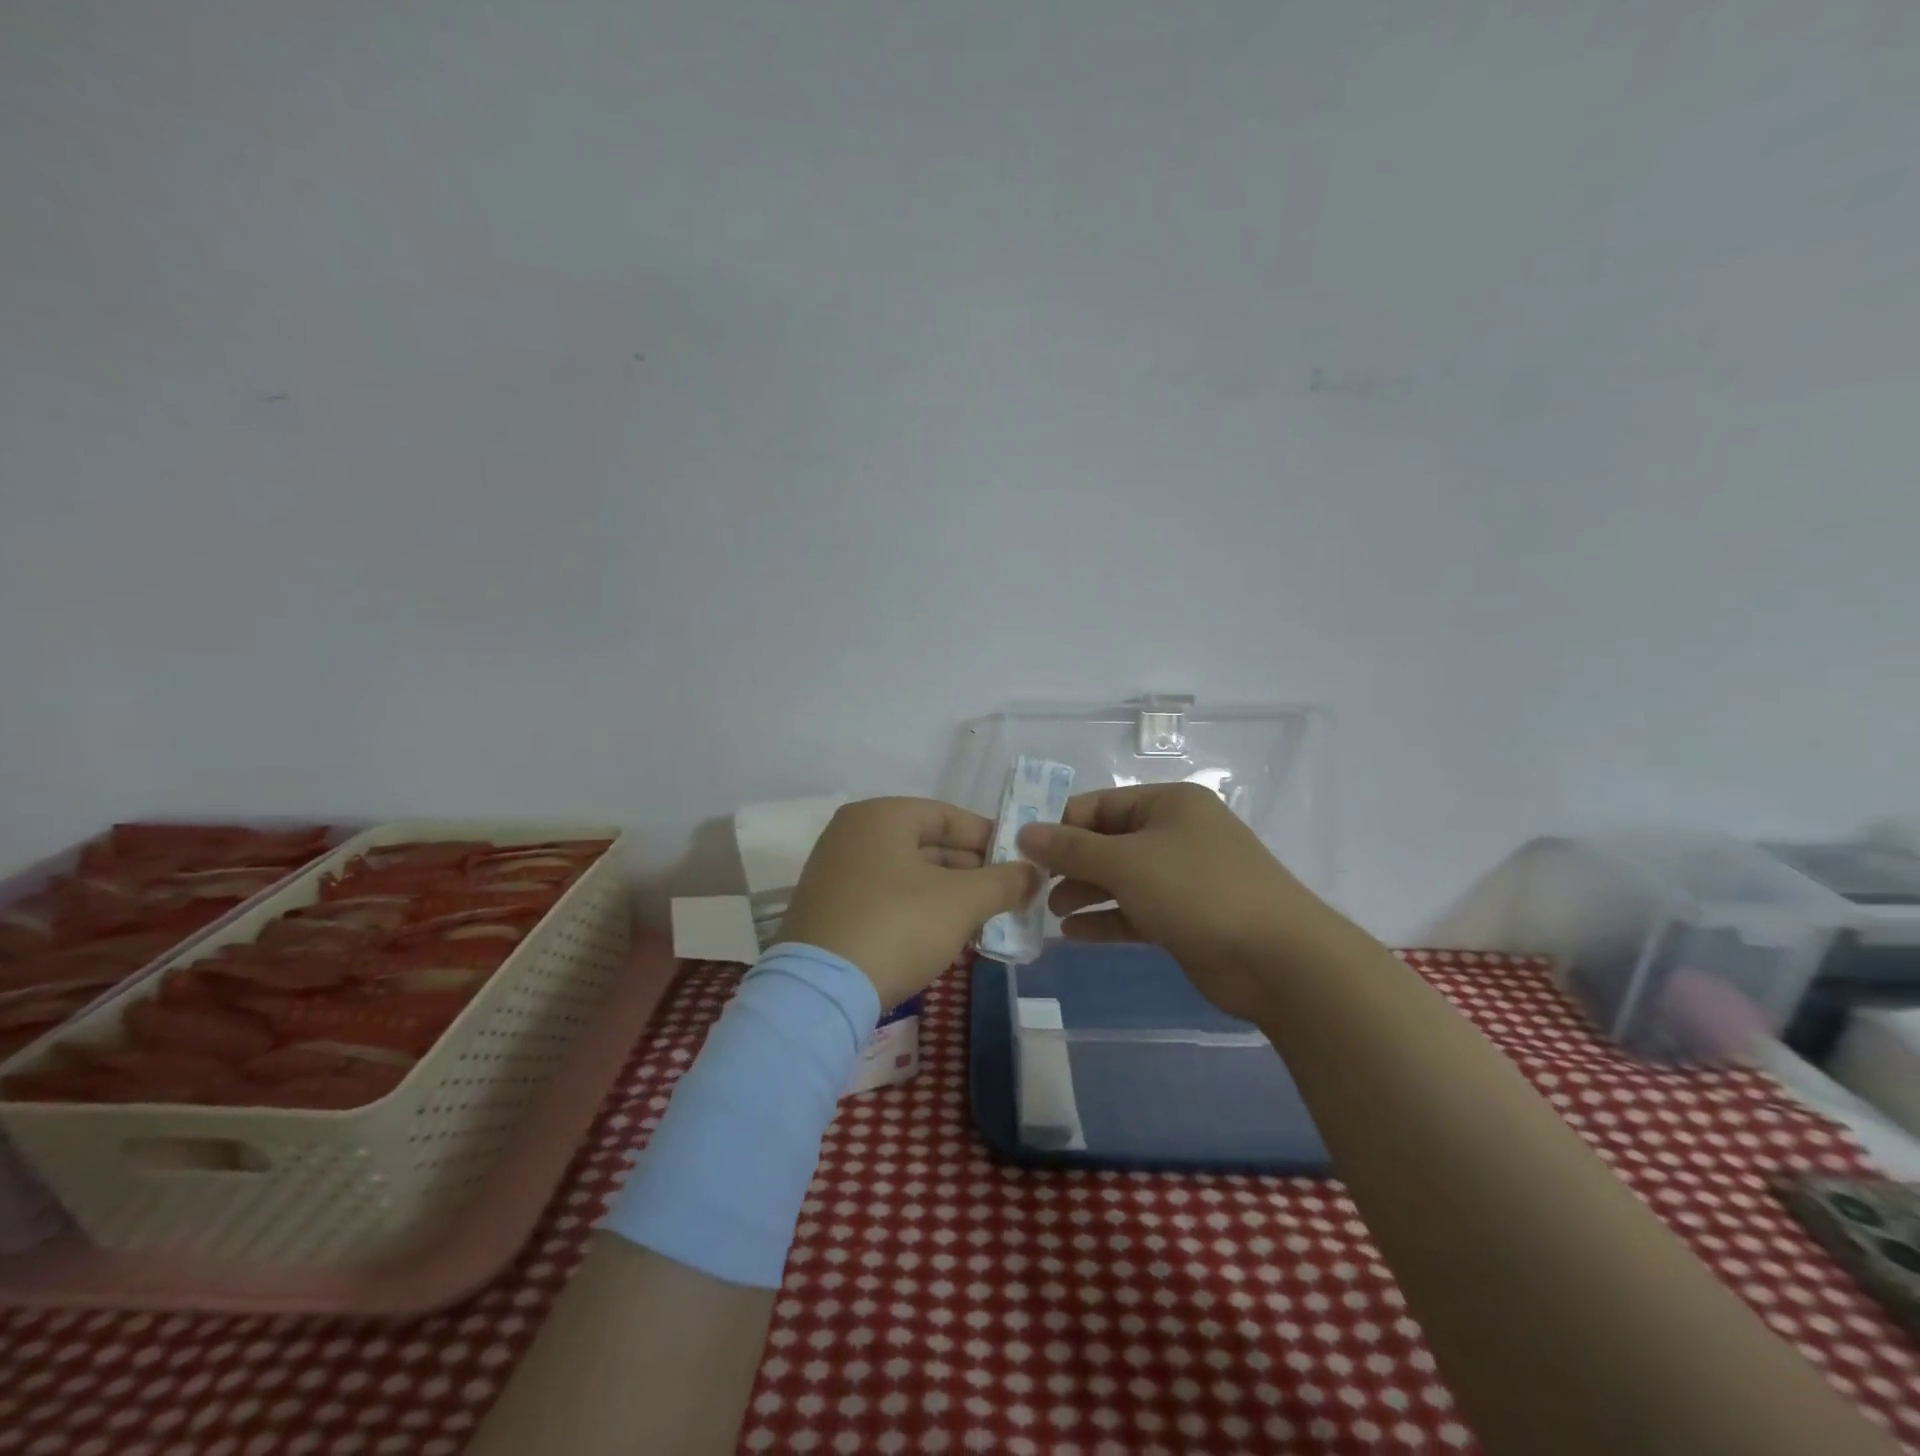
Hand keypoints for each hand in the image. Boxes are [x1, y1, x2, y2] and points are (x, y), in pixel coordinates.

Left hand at [781, 797, 1039, 1009]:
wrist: (820, 992)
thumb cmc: (897, 927)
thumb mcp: (962, 902)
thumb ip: (1004, 881)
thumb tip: (1033, 874)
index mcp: (880, 816)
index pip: (948, 816)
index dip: (990, 838)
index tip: (1020, 863)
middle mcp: (852, 834)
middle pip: (927, 845)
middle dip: (971, 872)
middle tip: (1007, 897)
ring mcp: (834, 872)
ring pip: (907, 875)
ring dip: (948, 895)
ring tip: (983, 921)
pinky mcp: (828, 910)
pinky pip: (885, 898)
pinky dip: (917, 911)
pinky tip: (944, 937)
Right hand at [1016, 782, 1338, 1021]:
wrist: (1278, 960)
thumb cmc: (1198, 891)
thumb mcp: (1127, 863)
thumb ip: (1071, 848)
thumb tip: (1024, 831)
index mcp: (1167, 804)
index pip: (1098, 805)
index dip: (1058, 825)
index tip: (1019, 850)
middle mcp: (1174, 834)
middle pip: (1106, 842)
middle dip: (1068, 864)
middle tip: (1029, 887)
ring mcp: (1181, 877)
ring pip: (1119, 879)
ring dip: (1083, 893)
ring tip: (1048, 912)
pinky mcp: (1184, 917)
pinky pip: (1134, 911)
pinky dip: (1104, 920)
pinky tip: (1072, 935)